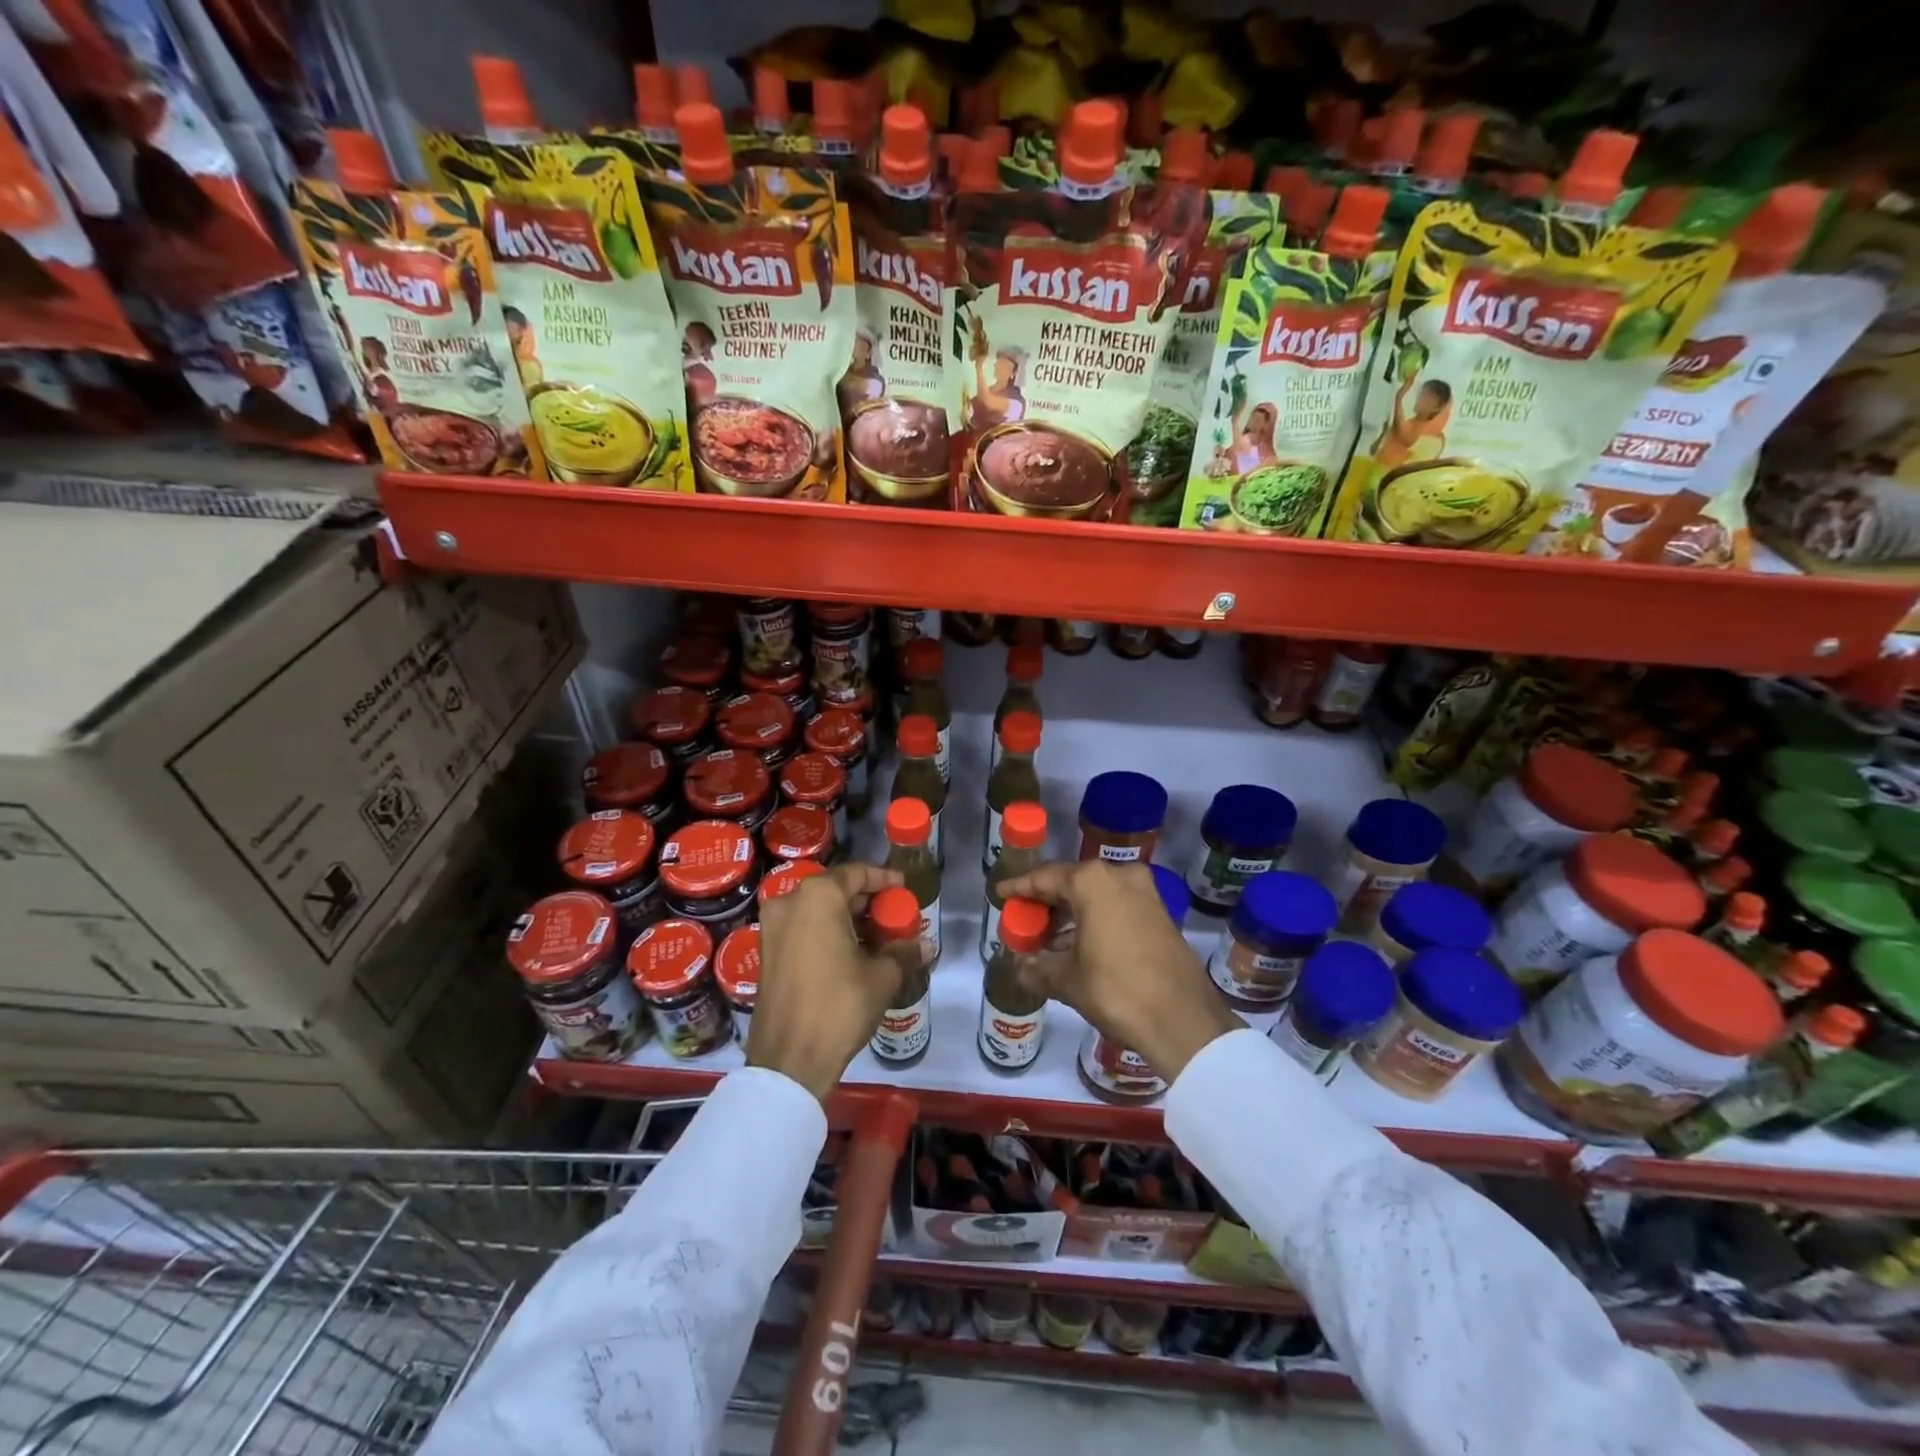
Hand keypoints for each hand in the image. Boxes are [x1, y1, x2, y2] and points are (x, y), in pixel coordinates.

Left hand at [750, 862, 905, 1100]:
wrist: (789, 1060)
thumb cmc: (839, 1006)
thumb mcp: (881, 977)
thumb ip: (903, 952)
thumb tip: (926, 945)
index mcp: (817, 897)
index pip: (856, 873)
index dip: (883, 879)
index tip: (902, 889)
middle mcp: (789, 902)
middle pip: (835, 890)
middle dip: (866, 902)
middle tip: (893, 917)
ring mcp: (772, 928)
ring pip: (817, 910)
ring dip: (847, 919)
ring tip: (877, 938)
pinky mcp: (766, 952)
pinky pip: (802, 929)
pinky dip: (826, 933)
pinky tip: (851, 953)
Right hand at [998, 861, 1240, 1082]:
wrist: (1184, 1021)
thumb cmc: (1117, 990)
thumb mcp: (1067, 981)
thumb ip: (1037, 968)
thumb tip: (1020, 967)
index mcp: (1093, 881)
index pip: (1045, 878)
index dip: (1020, 888)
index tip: (1001, 893)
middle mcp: (1120, 877)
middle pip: (1071, 883)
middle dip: (1046, 904)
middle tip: (1024, 922)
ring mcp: (1145, 893)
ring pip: (1096, 896)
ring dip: (1071, 915)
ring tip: (1047, 940)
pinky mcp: (1160, 914)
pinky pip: (1116, 908)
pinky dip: (1095, 921)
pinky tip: (1078, 947)